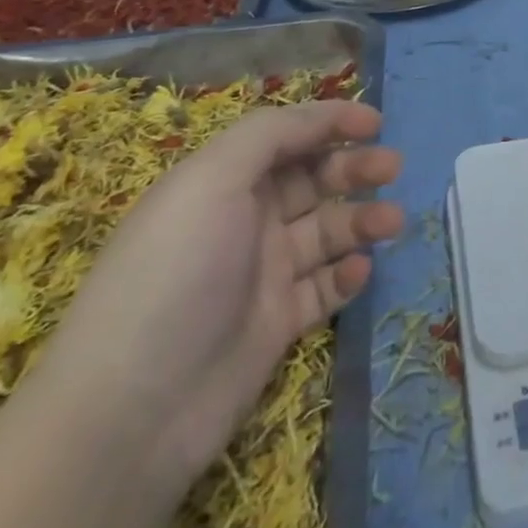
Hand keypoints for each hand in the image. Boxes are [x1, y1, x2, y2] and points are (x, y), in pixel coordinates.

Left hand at [23, 100, 402, 488]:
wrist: (135, 411)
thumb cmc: (176, 273)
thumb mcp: (211, 181)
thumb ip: (269, 135)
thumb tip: (320, 117)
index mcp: (220, 182)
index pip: (284, 137)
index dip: (329, 122)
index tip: (376, 122)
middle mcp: (243, 221)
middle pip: (312, 180)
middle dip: (354, 168)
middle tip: (392, 168)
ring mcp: (261, 274)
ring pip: (327, 231)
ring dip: (362, 219)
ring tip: (391, 223)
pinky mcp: (277, 323)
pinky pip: (325, 287)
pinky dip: (347, 274)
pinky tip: (357, 272)